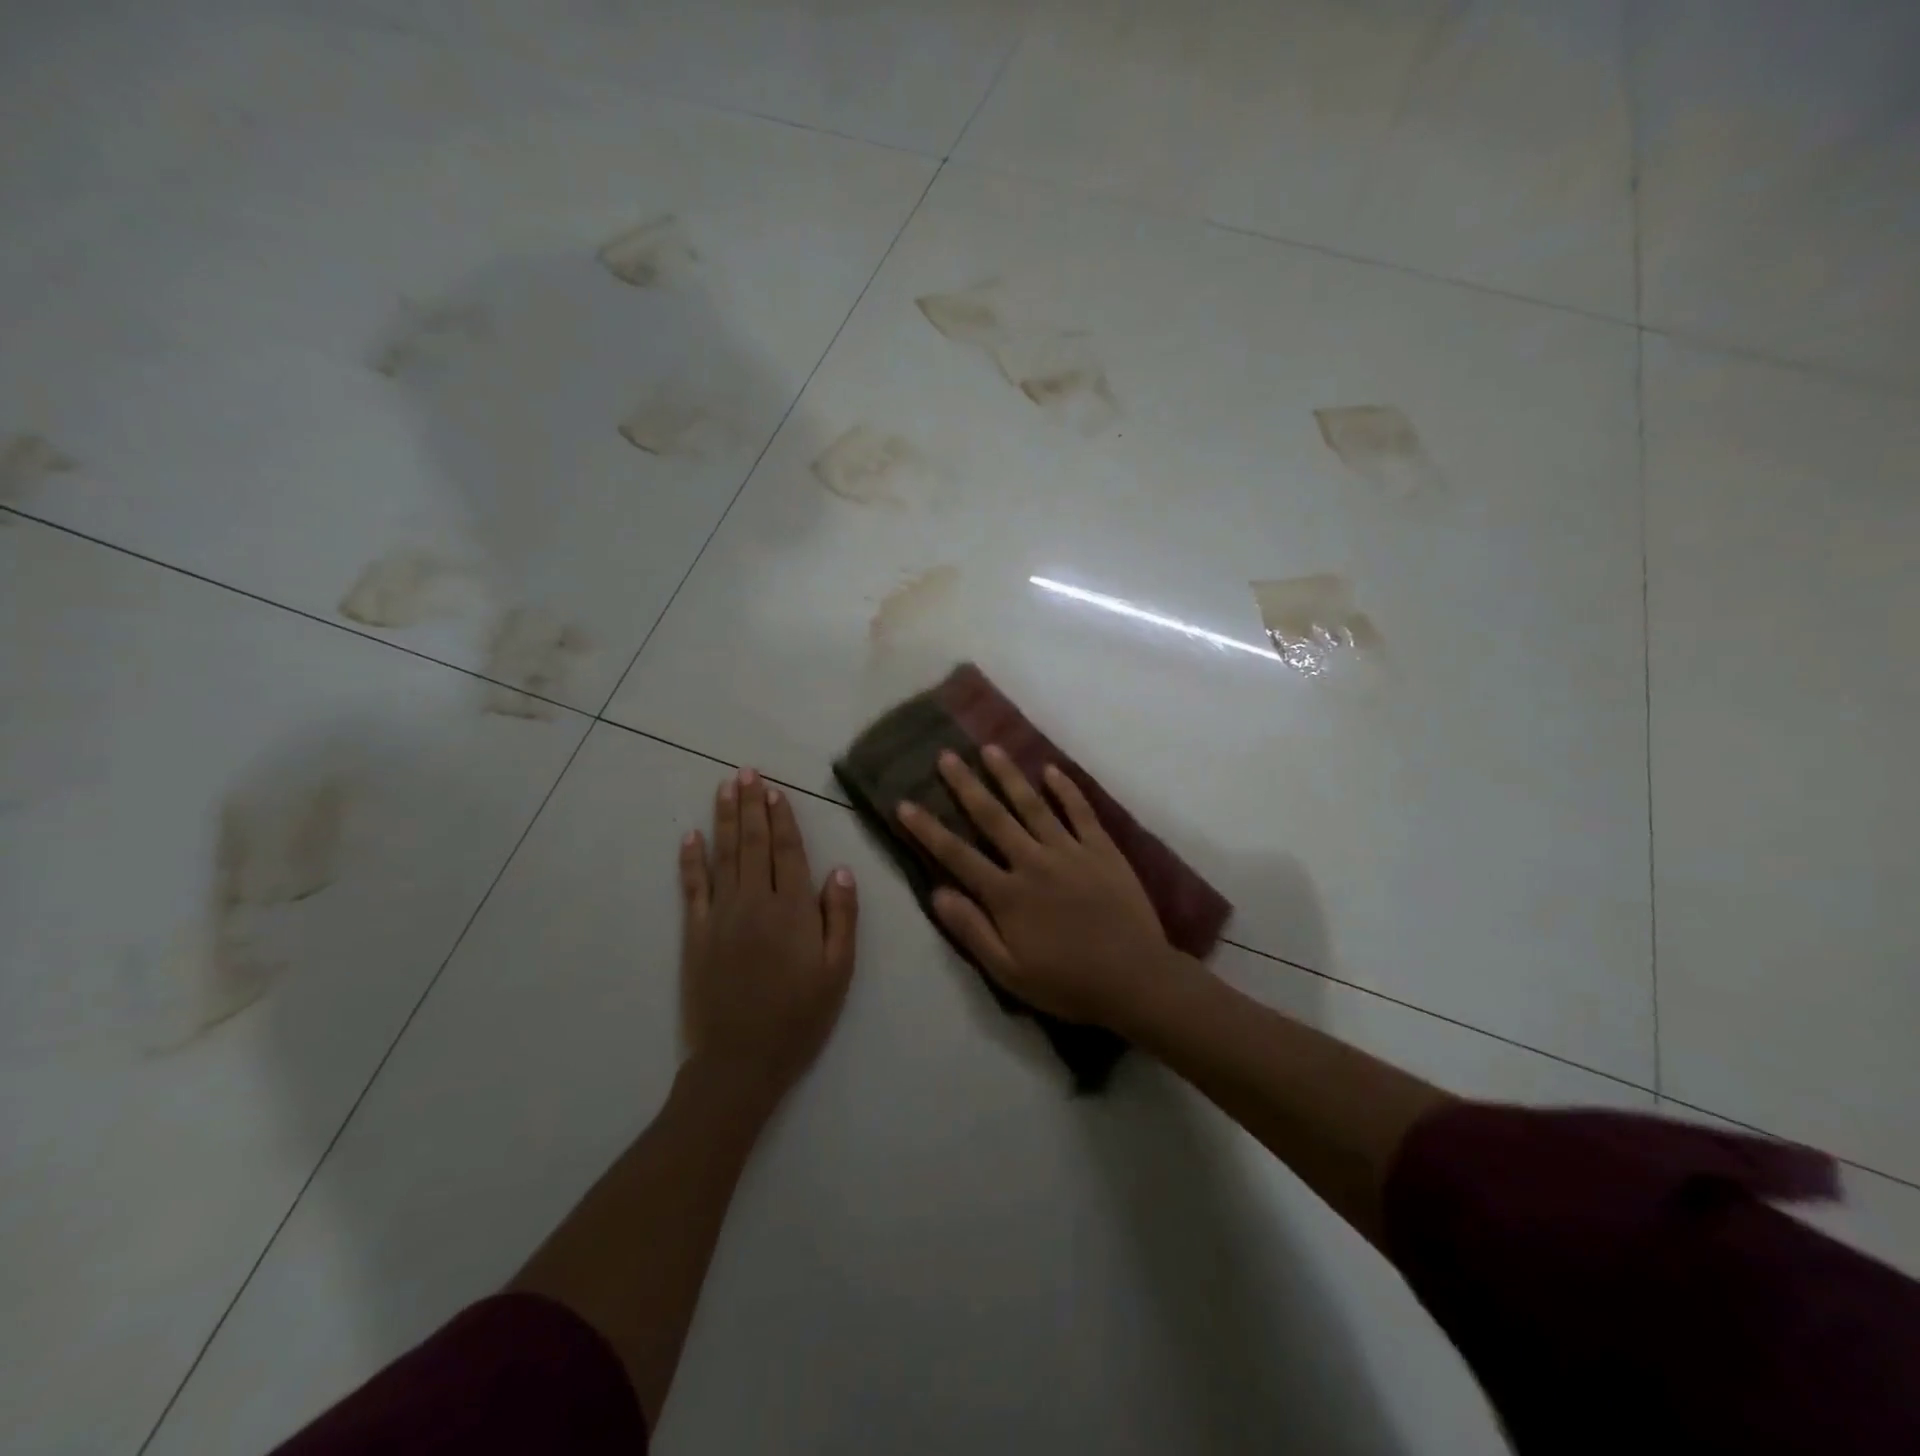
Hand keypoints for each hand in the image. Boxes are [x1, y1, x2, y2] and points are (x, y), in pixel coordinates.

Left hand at [679, 768, 858, 1103]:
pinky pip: (692, 888)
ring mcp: (720, 916)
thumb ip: (841, 917)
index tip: (774, 790)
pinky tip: (690, 836)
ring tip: (724, 787)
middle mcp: (754, 902)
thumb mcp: (838, 971)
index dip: (781, 818)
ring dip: (724, 819)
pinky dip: (690, 860)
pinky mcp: (695, 934)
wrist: (741, 1062)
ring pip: (723, 855)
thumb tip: (839, 869)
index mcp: (792, 910)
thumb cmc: (799, 1017)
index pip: (787, 851)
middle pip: (752, 844)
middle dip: (750, 805)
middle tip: (745, 771)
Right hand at [896, 747, 1182, 1030]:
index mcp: (1007, 894)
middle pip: (992, 817)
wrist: (1135, 979)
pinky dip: (1066, 789)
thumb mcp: (1008, 972)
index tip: (905, 803)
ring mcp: (1069, 851)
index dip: (928, 829)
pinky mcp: (1102, 849)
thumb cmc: (1067, 982)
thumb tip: (937, 893)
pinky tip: (1051, 770)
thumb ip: (972, 930)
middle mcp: (1033, 862)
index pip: (957, 854)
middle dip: (966, 785)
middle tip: (947, 755)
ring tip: (990, 748)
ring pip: (1033, 805)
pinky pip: (1081, 811)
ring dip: (1009, 775)